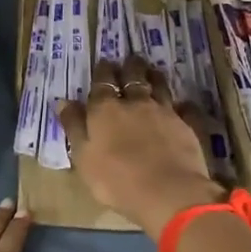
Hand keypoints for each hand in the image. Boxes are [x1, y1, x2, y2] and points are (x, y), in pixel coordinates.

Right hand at [57, 55, 224, 239]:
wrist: (167, 192)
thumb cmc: (115, 179)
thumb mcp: (83, 156)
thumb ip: (74, 127)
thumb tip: (64, 101)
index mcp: (105, 109)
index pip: (102, 83)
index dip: (103, 72)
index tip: (104, 63)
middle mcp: (135, 103)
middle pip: (133, 78)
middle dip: (130, 67)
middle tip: (130, 59)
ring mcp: (164, 112)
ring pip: (160, 86)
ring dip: (155, 77)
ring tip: (153, 70)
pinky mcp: (187, 125)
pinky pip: (186, 109)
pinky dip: (184, 104)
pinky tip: (184, 103)